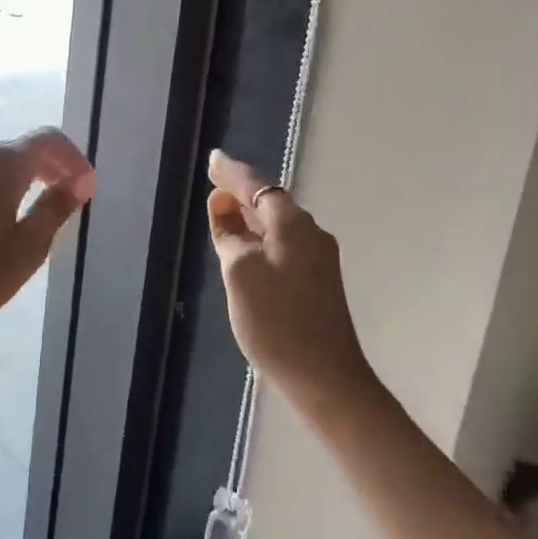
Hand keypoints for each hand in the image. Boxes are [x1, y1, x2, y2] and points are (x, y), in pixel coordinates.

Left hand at [0, 128, 95, 336]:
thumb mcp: (27, 248)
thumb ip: (55, 208)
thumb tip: (78, 182)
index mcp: (1, 163)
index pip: (48, 139)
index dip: (72, 157)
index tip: (84, 186)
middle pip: (17, 145)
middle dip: (45, 164)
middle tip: (61, 193)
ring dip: (13, 172)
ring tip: (23, 203)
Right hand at [206, 149, 367, 413]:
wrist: (325, 378)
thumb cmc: (276, 321)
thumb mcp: (239, 272)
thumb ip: (229, 234)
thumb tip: (222, 204)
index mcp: (292, 224)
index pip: (257, 186)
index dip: (231, 173)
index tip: (212, 159)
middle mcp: (310, 233)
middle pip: (269, 202)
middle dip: (241, 191)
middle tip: (213, 181)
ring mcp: (317, 258)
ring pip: (276, 224)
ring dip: (250, 214)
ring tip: (222, 209)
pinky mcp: (317, 281)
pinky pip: (282, 243)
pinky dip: (260, 236)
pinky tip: (245, 245)